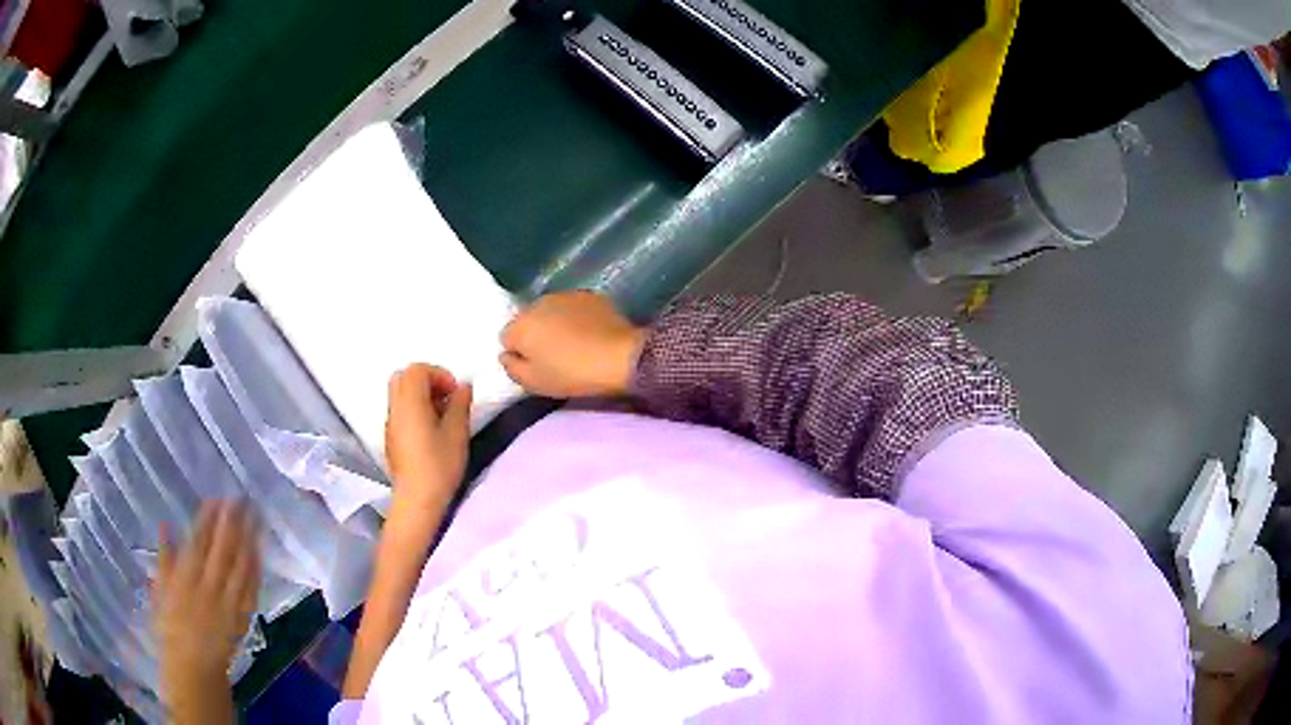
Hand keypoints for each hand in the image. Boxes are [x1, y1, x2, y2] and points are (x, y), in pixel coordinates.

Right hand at [154, 501, 259, 686]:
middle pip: (222, 549)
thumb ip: (164, 559)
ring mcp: (228, 603)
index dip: (208, 519)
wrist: (194, 667)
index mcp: (185, 578)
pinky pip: (251, 589)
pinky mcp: (242, 617)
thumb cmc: (171, 628)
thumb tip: (165, 525)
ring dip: (249, 539)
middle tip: (241, 498)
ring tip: (256, 516)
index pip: (198, 542)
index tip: (217, 498)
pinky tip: (260, 550)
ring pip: (240, 566)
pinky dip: (256, 568)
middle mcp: (208, 588)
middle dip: (232, 522)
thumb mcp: (160, 591)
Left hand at [385, 364, 471, 516]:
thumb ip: (460, 404)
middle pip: (404, 377)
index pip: (418, 370)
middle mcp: (395, 408)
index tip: (455, 392)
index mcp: (410, 402)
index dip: (439, 374)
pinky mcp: (391, 438)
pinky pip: (399, 410)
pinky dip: (413, 409)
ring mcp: (390, 423)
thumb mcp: (457, 433)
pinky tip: (430, 431)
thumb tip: (463, 387)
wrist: (417, 499)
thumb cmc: (438, 465)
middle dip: (426, 381)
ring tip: (441, 415)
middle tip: (446, 398)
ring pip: (400, 393)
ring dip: (420, 395)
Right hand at [500, 290, 644, 397]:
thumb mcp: (534, 382)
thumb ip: (511, 367)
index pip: (506, 338)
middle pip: (527, 320)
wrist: (619, 356)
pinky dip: (576, 318)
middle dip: (535, 335)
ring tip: (573, 344)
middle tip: (554, 356)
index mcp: (520, 326)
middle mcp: (538, 304)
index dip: (519, 353)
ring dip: (555, 324)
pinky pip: (572, 308)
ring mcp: (564, 295)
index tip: (535, 365)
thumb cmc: (572, 373)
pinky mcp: (588, 295)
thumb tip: (506, 354)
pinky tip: (590, 333)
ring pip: (549, 312)